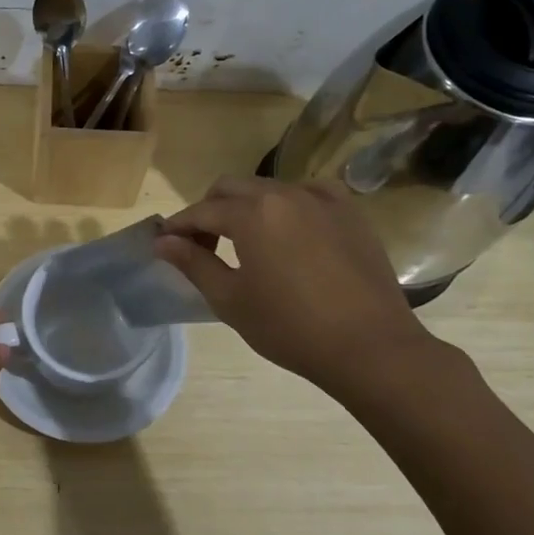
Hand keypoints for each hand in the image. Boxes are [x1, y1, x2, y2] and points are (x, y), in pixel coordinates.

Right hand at [154, 177, 441, 399]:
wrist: (371, 347)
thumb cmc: (291, 328)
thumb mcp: (231, 300)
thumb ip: (194, 264)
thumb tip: (162, 242)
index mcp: (252, 213)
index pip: (201, 211)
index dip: (178, 226)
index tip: (165, 244)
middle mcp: (285, 193)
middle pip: (232, 188)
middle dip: (209, 210)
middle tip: (203, 246)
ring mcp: (322, 199)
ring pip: (269, 188)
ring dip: (247, 207)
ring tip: (246, 243)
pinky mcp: (350, 212)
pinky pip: (307, 195)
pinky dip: (287, 207)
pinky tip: (289, 234)